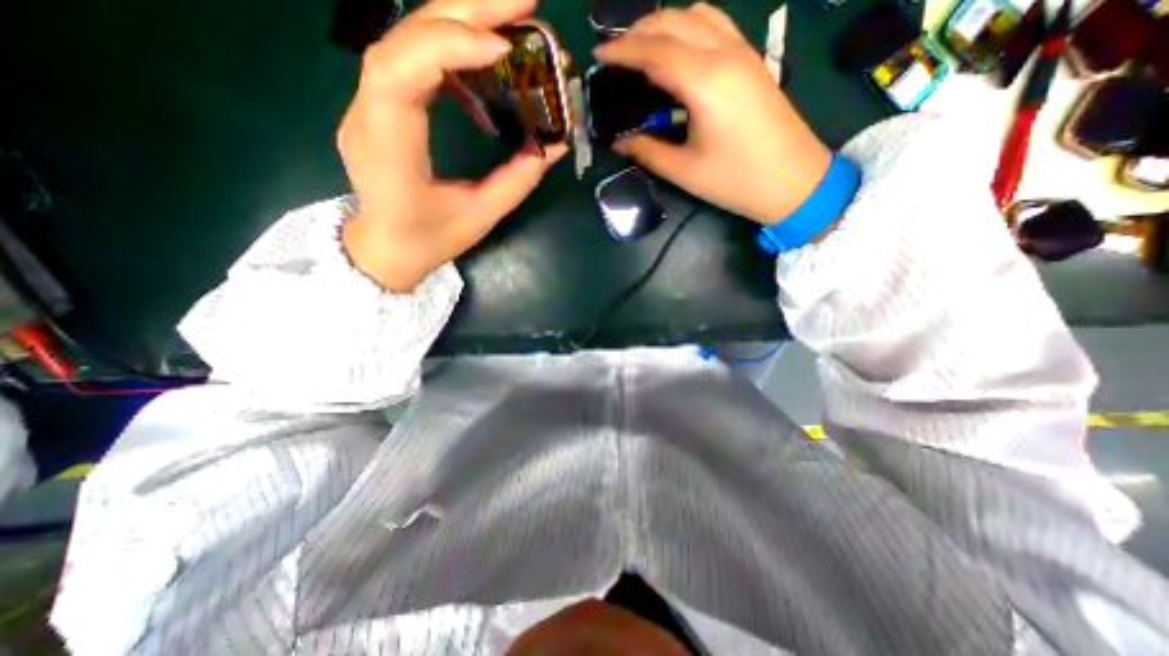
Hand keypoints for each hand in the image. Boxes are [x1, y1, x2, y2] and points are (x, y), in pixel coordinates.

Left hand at [339, 0, 566, 290]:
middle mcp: (366, 114)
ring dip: (459, 17)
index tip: (502, 46)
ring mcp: (367, 103)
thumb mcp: (480, 217)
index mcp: (387, 150)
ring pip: (406, 39)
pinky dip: (449, 45)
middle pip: (403, 38)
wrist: (385, 248)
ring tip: (509, 16)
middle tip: (523, 1)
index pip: (399, 74)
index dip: (448, 47)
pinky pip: (411, 59)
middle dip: (464, 10)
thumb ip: (517, 180)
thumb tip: (553, 144)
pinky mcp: (380, 103)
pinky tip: (481, 52)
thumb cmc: (428, 240)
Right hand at [598, 2, 835, 223]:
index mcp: (704, 82)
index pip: (654, 51)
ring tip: (641, 48)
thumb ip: (647, 151)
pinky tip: (676, 50)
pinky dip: (688, 27)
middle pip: (673, 22)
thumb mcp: (684, 171)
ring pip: (697, 15)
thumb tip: (619, 142)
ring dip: (664, 23)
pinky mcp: (751, 61)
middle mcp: (724, 54)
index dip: (621, 51)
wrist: (794, 181)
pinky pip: (715, 25)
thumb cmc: (735, 180)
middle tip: (614, 54)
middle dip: (638, 32)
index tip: (597, 57)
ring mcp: (742, 52)